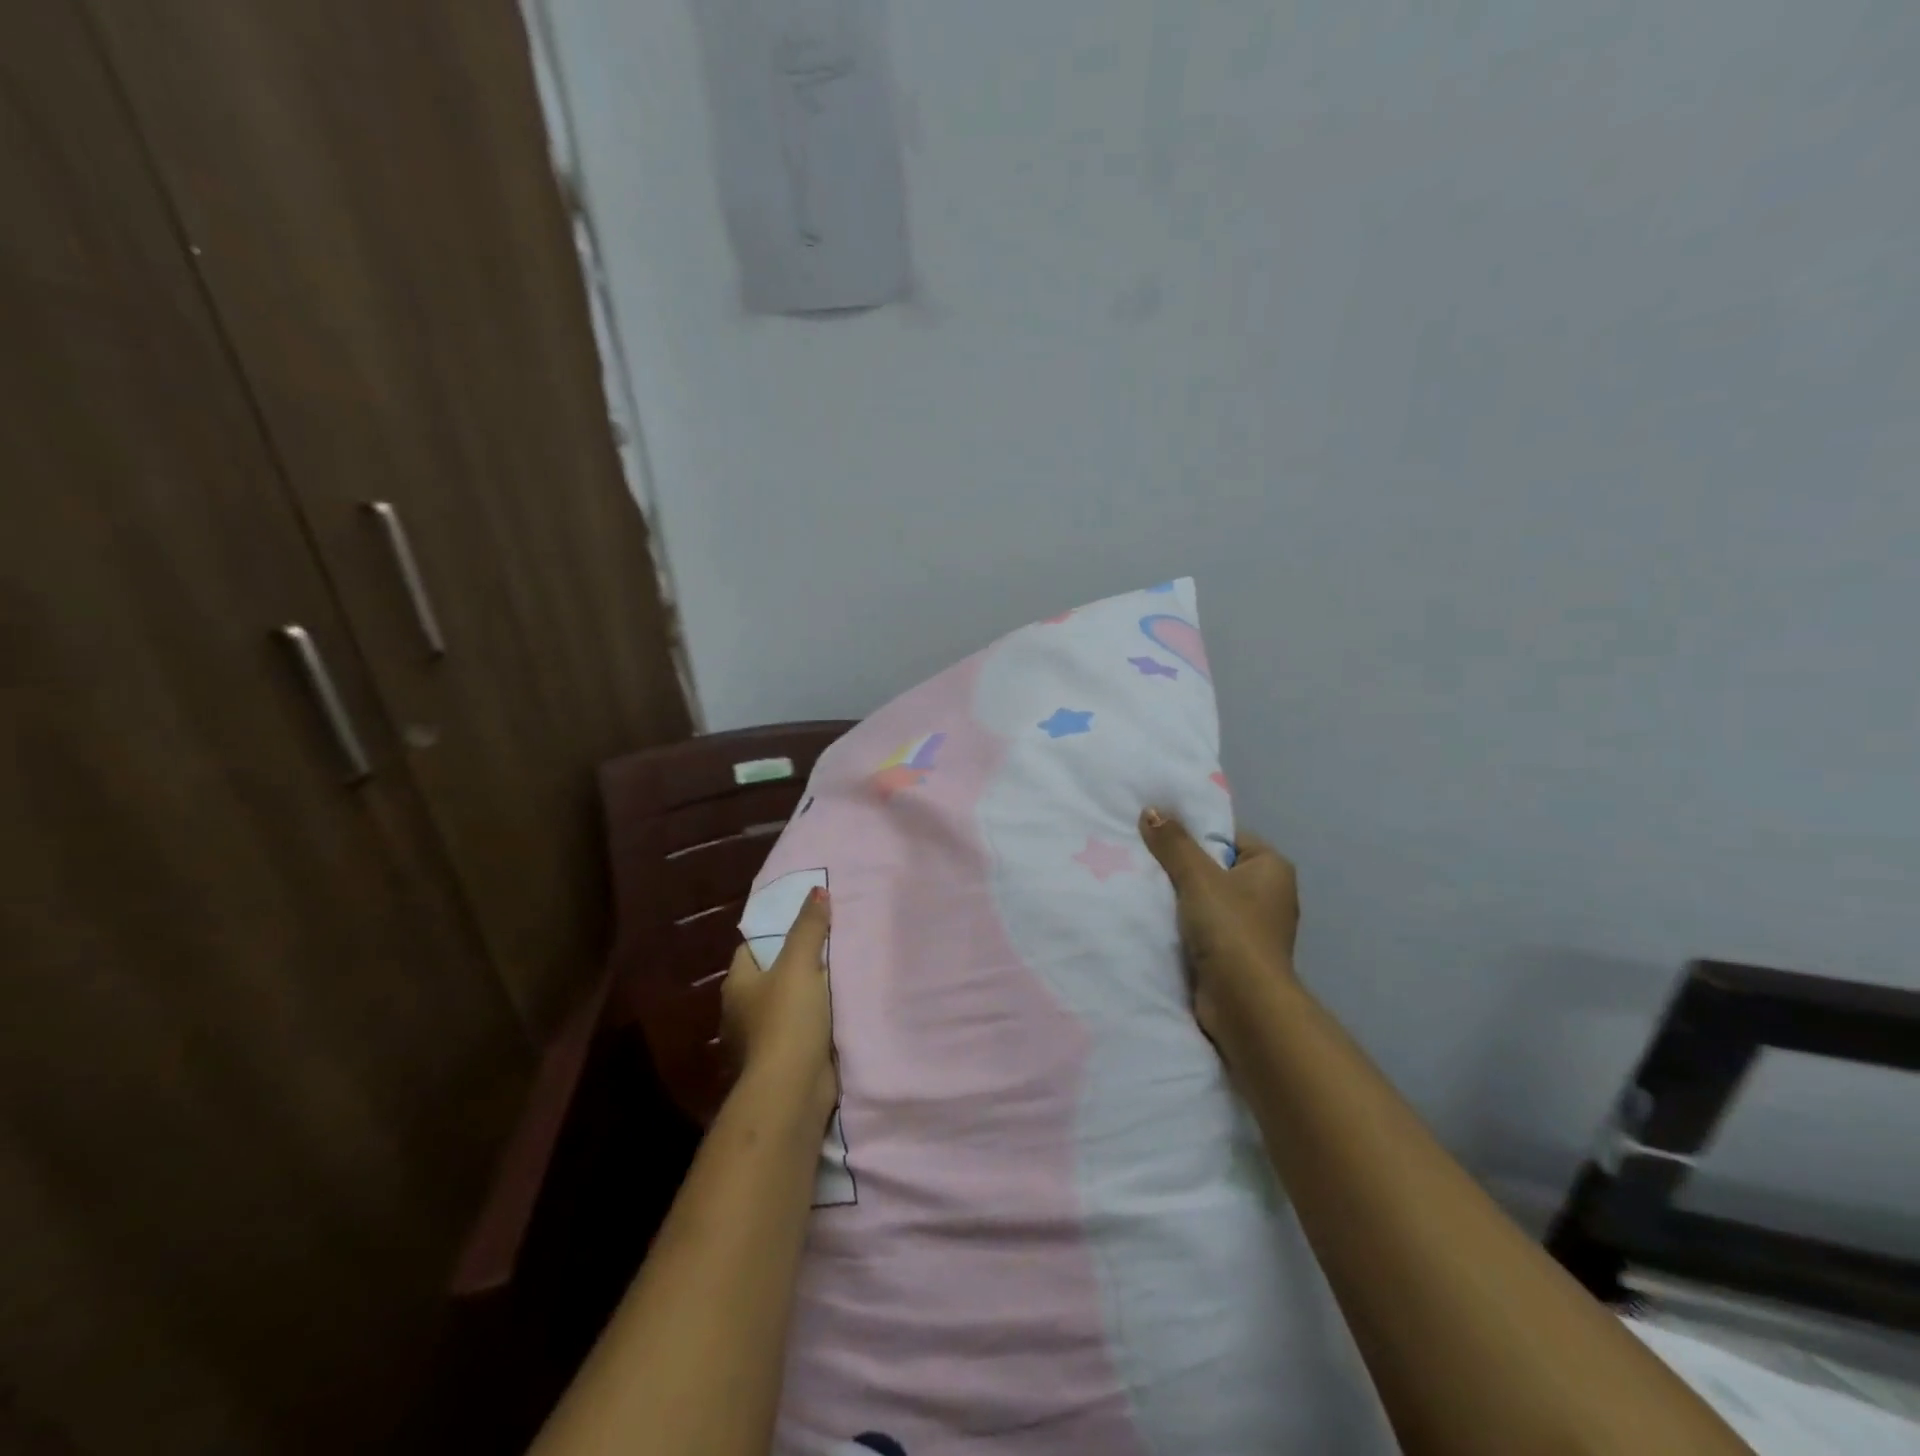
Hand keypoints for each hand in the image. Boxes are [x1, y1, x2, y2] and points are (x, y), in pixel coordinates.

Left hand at [721, 887, 837, 1122]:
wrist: (791, 1090)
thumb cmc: (787, 1019)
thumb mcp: (800, 964)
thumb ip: (809, 927)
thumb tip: (817, 890)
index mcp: (737, 985)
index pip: (752, 948)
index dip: (775, 933)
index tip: (805, 923)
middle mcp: (741, 1012)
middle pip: (770, 977)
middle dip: (795, 964)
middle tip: (829, 945)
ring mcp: (759, 1041)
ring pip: (786, 1006)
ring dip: (806, 996)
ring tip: (839, 975)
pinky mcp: (781, 1063)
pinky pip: (799, 1031)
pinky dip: (814, 1023)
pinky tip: (837, 1012)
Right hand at [1138, 808, 1299, 1051]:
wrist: (1243, 1001)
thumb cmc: (1230, 928)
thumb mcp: (1197, 876)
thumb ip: (1173, 843)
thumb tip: (1151, 810)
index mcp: (1272, 867)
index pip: (1228, 837)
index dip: (1195, 837)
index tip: (1162, 840)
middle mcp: (1270, 894)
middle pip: (1216, 868)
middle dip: (1183, 869)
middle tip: (1147, 863)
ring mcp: (1255, 927)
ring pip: (1209, 900)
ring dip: (1182, 899)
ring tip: (1147, 890)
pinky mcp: (1239, 954)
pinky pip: (1207, 927)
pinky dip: (1186, 926)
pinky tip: (1159, 921)